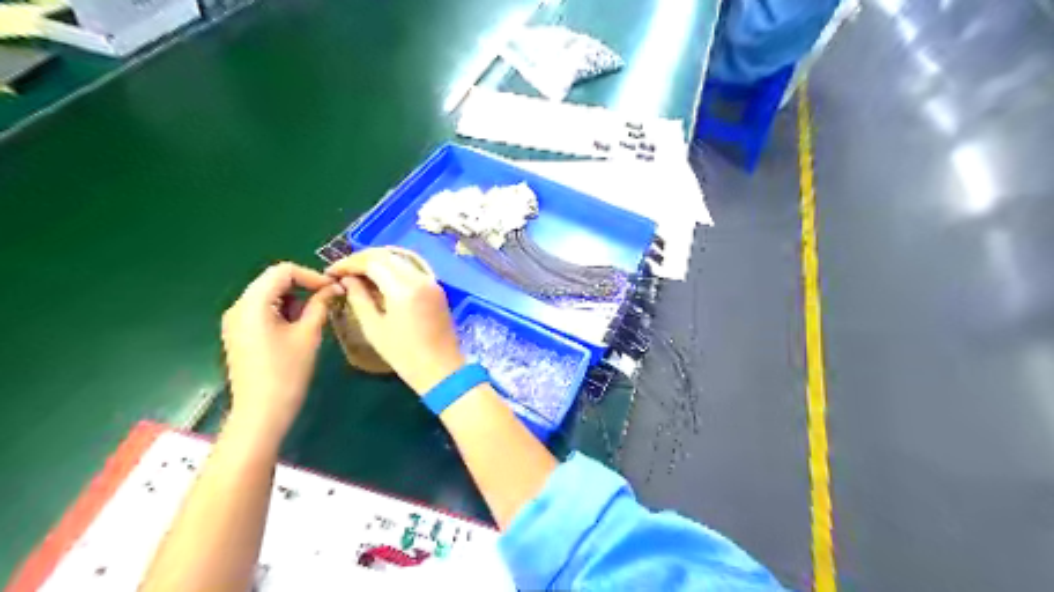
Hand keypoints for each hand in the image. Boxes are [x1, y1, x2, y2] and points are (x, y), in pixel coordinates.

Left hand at [222, 262, 347, 444]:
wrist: (261, 411)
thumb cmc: (287, 372)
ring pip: (269, 294)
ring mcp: (235, 321)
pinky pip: (263, 310)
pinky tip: (299, 327)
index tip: (333, 289)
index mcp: (252, 304)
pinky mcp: (239, 334)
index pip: (282, 271)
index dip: (311, 275)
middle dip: (303, 286)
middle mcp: (238, 307)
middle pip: (273, 280)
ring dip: (295, 298)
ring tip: (316, 315)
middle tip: (329, 299)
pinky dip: (283, 310)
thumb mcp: (308, 334)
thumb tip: (333, 288)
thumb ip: (320, 305)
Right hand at [329, 247, 461, 395]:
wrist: (441, 368)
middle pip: (387, 256)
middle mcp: (420, 278)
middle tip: (343, 271)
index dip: (349, 263)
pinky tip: (380, 280)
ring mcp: (431, 282)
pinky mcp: (436, 288)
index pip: (372, 262)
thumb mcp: (374, 328)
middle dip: (362, 260)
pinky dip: (393, 269)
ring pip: (400, 260)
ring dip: (378, 262)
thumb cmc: (404, 354)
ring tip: (358, 274)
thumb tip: (347, 280)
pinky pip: (411, 269)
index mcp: (403, 288)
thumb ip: (359, 298)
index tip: (331, 272)